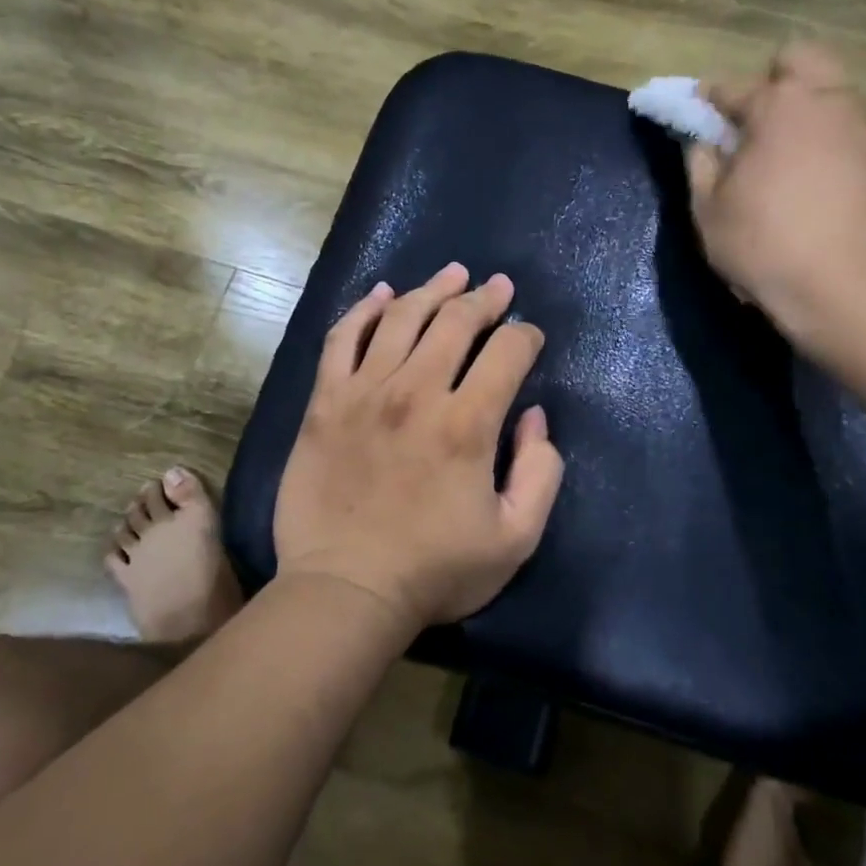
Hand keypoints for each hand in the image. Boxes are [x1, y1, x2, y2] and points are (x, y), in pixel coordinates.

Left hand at [273, 263, 564, 628]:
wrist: (346, 589)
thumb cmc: (435, 571)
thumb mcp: (516, 538)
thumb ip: (540, 472)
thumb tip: (534, 415)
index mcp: (466, 424)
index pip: (507, 353)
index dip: (526, 337)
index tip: (529, 338)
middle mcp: (416, 392)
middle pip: (455, 322)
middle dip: (484, 299)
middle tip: (498, 288)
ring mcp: (364, 392)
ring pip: (400, 318)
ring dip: (431, 290)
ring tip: (452, 275)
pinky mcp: (325, 403)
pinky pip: (341, 339)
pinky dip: (363, 310)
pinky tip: (381, 294)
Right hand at [686, 43, 865, 350]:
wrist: (842, 287)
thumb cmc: (762, 244)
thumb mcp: (708, 209)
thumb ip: (700, 163)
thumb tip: (703, 141)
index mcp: (778, 106)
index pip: (732, 86)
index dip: (707, 99)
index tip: (695, 113)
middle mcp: (827, 100)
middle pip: (800, 59)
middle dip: (771, 79)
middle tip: (751, 122)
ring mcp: (862, 125)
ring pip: (831, 89)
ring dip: (804, 105)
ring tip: (783, 150)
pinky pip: (848, 124)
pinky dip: (827, 134)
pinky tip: (812, 173)